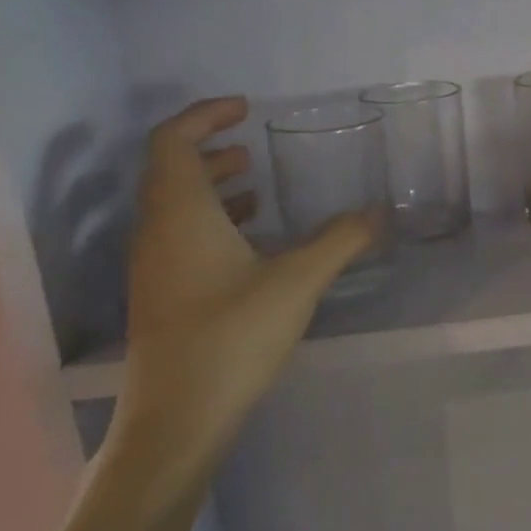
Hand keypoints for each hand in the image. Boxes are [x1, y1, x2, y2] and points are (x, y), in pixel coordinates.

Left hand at [103, 98, 374, 493]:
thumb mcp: (297, 282)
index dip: (203, 115)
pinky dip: (212, 222)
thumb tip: (377, 212)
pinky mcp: (161, 296)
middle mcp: (156, 232)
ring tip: (257, 188)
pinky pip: (179, 237)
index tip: (244, 109)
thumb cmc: (231, 338)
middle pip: (170, 170)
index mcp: (179, 214)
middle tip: (252, 147)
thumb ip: (339, 241)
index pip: (172, 141)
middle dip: (210, 149)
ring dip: (212, 188)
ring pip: (174, 206)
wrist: (176, 422)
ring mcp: (153, 267)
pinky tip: (251, 244)